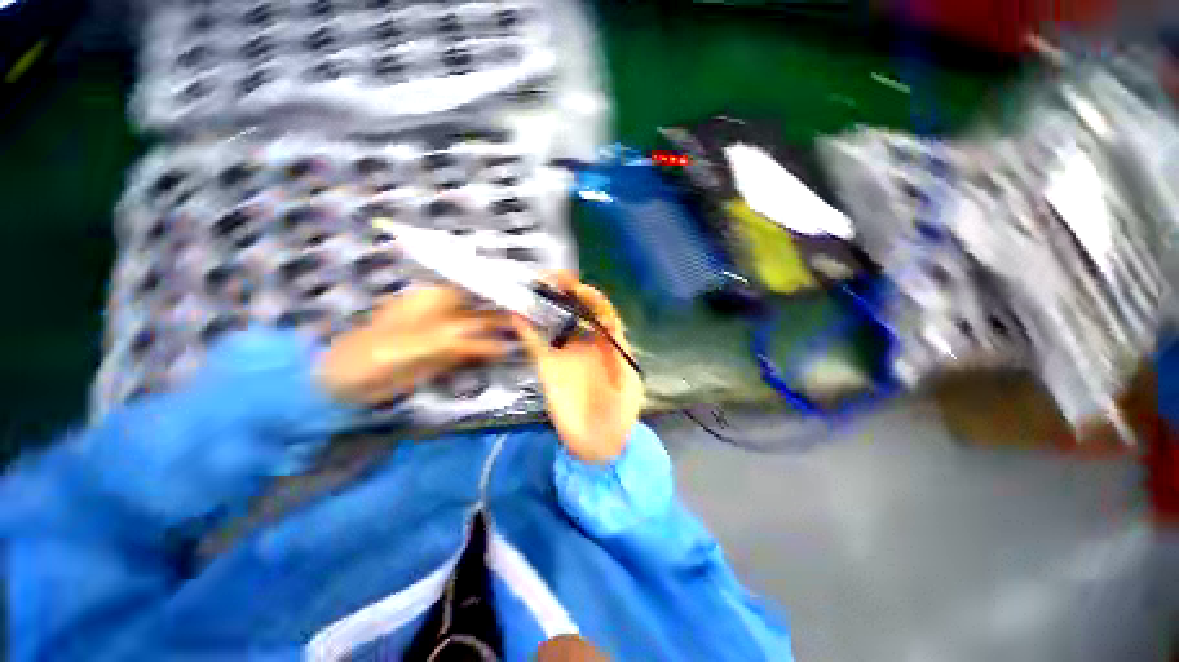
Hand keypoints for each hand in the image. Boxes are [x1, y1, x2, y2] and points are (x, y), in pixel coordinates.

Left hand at [319, 286, 513, 405]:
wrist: (347, 382)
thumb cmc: (377, 353)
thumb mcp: (420, 345)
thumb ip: (463, 344)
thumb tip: (502, 344)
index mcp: (436, 296)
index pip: (478, 285)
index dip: (503, 286)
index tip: (529, 292)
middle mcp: (447, 310)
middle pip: (484, 305)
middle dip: (509, 308)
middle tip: (539, 313)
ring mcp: (448, 331)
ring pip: (483, 325)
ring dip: (504, 328)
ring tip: (532, 330)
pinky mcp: (448, 351)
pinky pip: (475, 347)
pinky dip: (491, 348)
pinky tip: (509, 349)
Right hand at [512, 274, 642, 463]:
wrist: (599, 445)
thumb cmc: (620, 414)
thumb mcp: (628, 381)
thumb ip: (618, 351)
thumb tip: (608, 321)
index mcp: (609, 344)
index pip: (601, 312)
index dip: (591, 297)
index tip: (579, 287)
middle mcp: (586, 344)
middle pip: (575, 311)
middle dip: (565, 292)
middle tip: (551, 276)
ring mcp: (566, 355)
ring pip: (554, 323)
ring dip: (544, 305)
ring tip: (534, 286)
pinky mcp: (548, 368)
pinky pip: (536, 346)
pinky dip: (526, 331)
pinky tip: (517, 316)